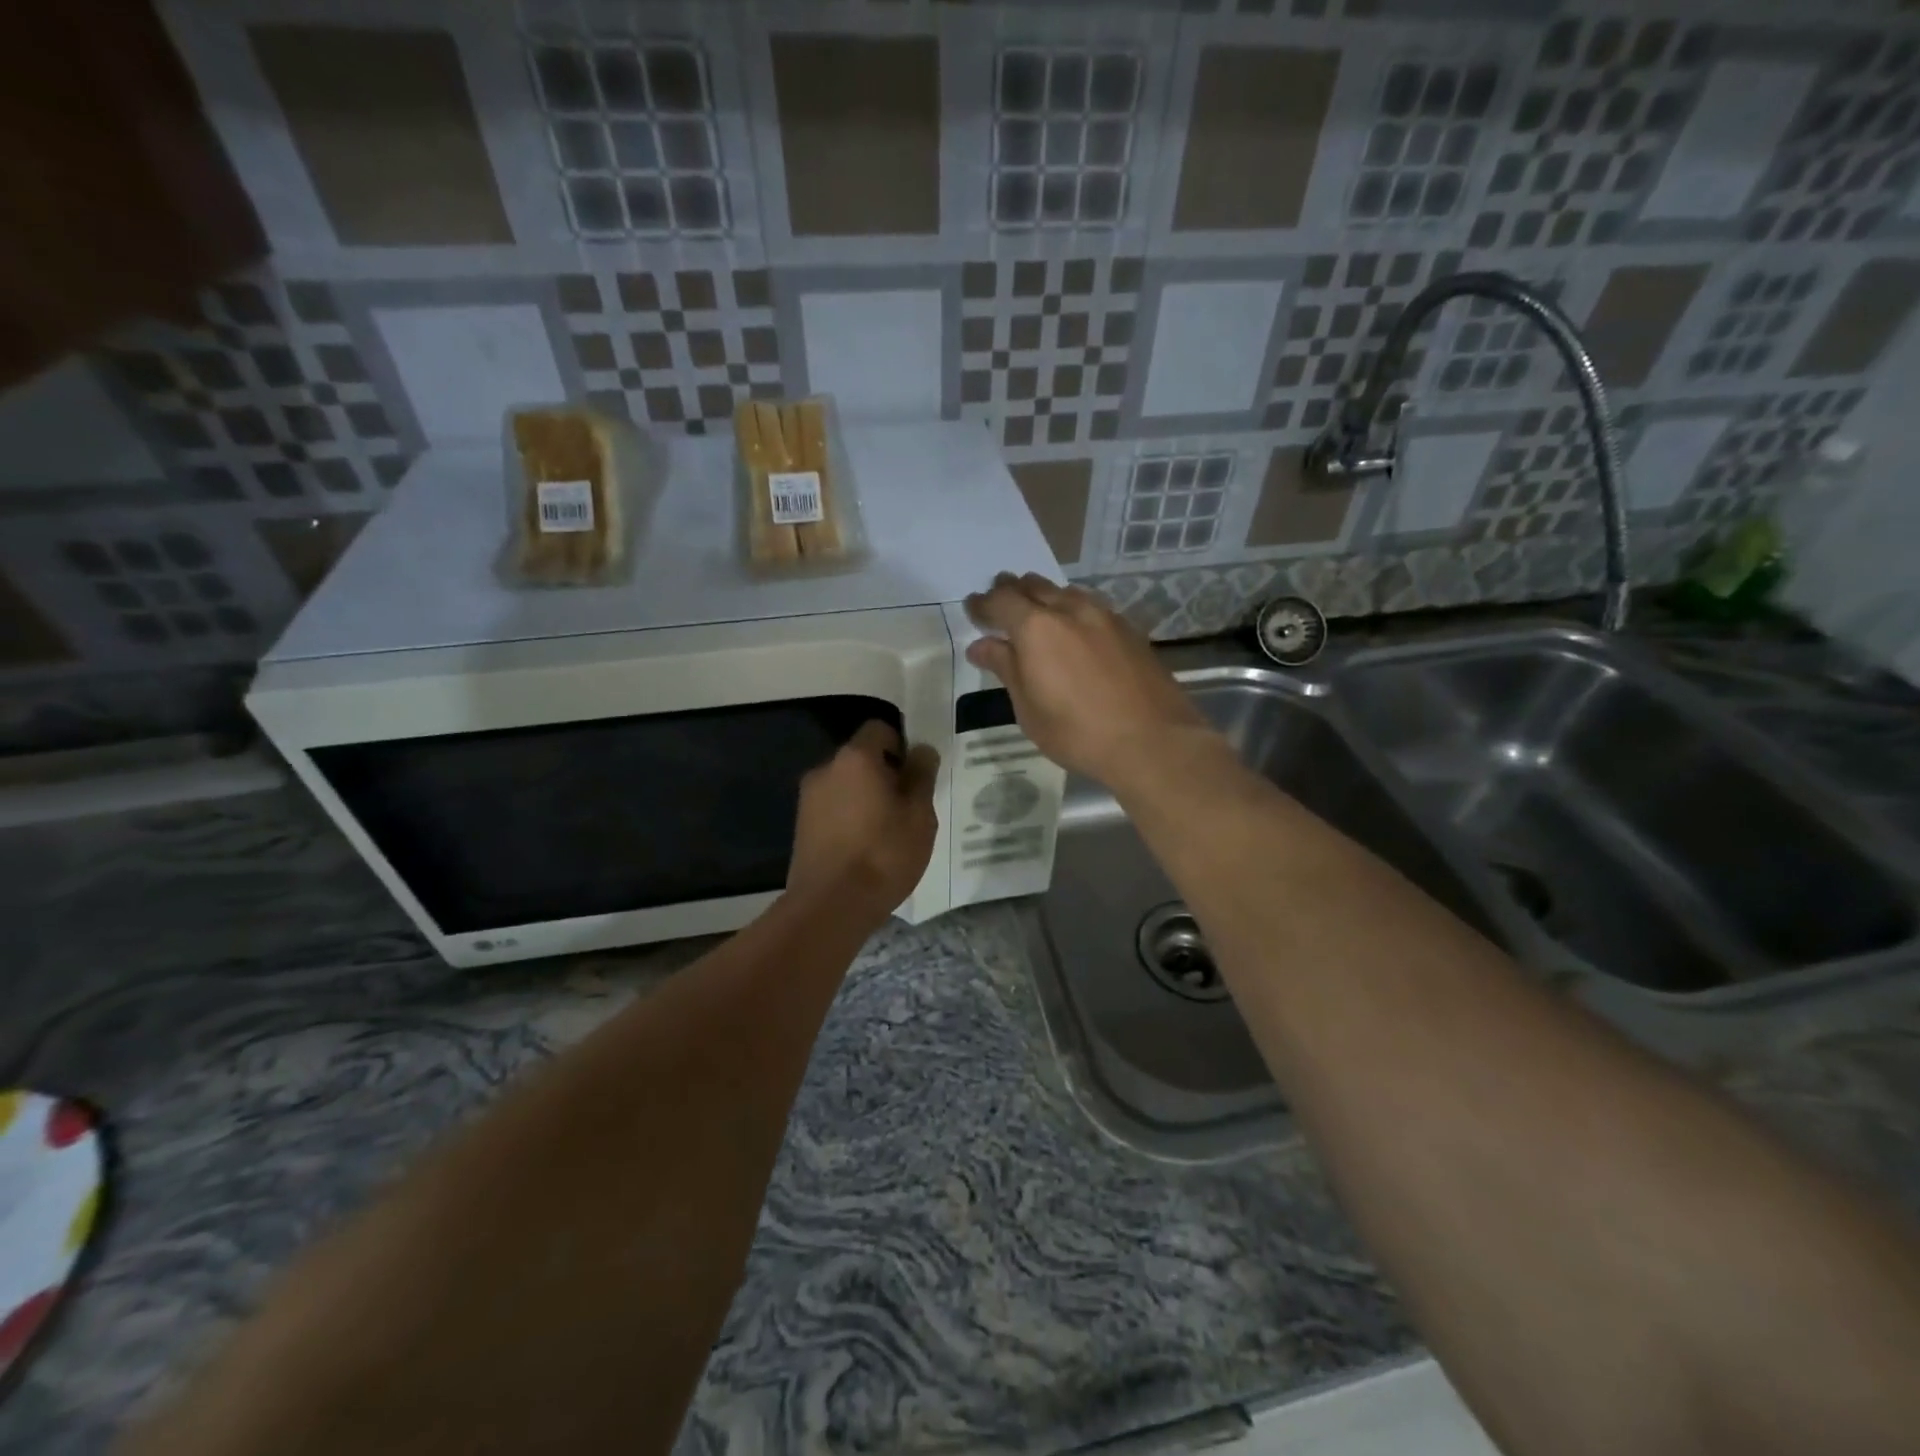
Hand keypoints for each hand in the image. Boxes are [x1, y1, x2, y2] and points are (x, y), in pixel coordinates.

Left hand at [789, 720, 940, 917]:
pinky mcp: (801, 826)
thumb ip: (921, 776)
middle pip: (860, 758)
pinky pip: (833, 808)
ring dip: (866, 797)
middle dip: (884, 774)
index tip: (916, 776)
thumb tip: (921, 750)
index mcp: (856, 758)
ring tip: (887, 832)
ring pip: (846, 785)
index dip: (902, 745)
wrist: (830, 906)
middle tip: (907, 807)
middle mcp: (826, 769)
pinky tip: (865, 848)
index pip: (880, 729)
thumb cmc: (883, 854)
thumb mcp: (919, 815)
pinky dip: (849, 817)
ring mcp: (808, 798)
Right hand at [964, 573, 1209, 788]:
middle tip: (999, 604)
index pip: (1000, 601)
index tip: (972, 610)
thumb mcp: (1029, 708)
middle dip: (1011, 591)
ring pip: (1065, 592)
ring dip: (1044, 597)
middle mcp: (1070, 610)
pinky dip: (1072, 610)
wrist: (1152, 741)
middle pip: (1033, 586)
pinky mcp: (1129, 630)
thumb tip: (981, 645)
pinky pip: (1091, 606)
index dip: (982, 604)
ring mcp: (1105, 616)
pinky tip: (1074, 629)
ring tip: (1035, 614)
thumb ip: (1006, 668)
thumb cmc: (1077, 733)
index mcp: (1036, 628)